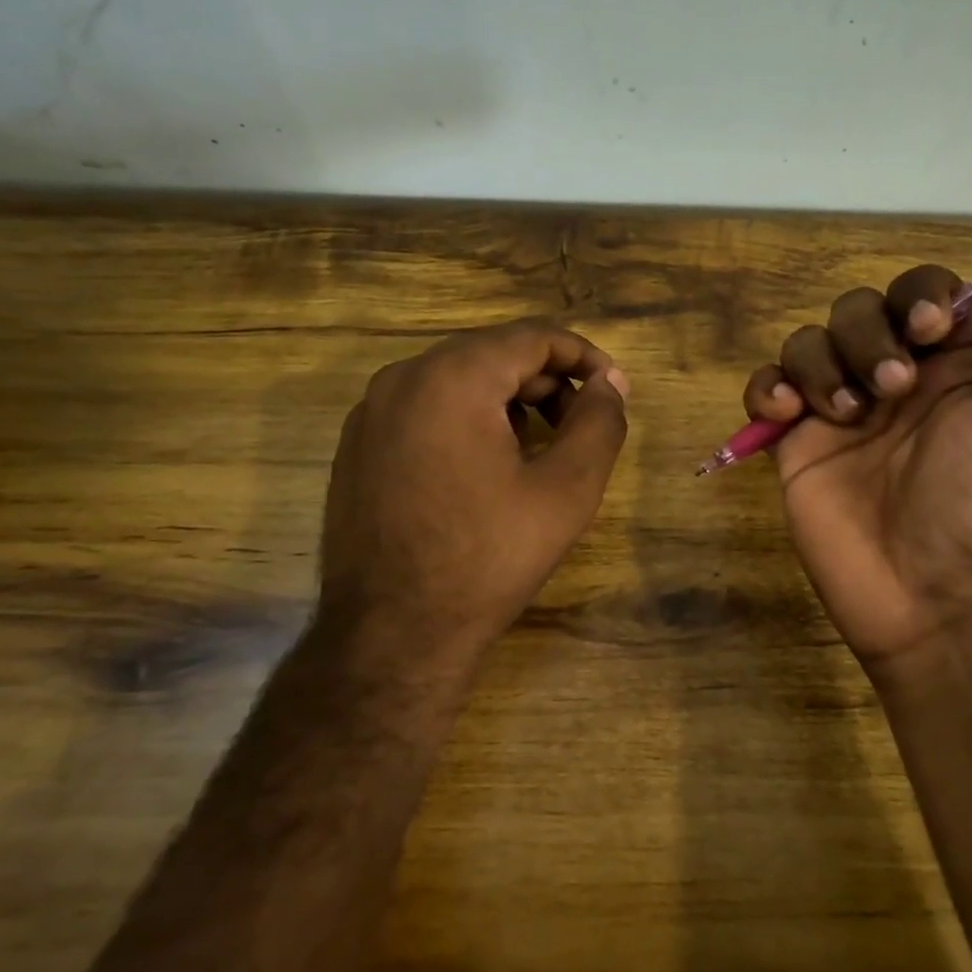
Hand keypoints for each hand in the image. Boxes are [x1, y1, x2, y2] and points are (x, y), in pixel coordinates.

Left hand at [317, 319, 629, 667]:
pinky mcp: (358, 443)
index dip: (583, 356)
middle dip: (546, 380)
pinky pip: (425, 406)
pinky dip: (467, 417)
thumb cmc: (487, 558)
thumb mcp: (566, 490)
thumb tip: (611, 381)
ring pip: (457, 378)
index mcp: (453, 377)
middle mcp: (403, 377)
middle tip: (581, 424)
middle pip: (493, 353)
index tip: (613, 389)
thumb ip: (599, 423)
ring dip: (508, 399)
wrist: (390, 634)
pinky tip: (487, 465)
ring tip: (539, 447)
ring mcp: (372, 410)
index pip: (532, 337)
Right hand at [742, 248, 971, 665]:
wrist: (937, 601)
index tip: (929, 330)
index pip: (926, 294)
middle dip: (867, 334)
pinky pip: (766, 389)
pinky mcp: (795, 444)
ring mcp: (840, 411)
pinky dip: (768, 388)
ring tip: (844, 414)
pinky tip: (787, 415)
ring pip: (809, 341)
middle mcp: (896, 379)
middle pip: (859, 309)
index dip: (920, 295)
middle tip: (892, 388)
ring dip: (821, 363)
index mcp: (957, 367)